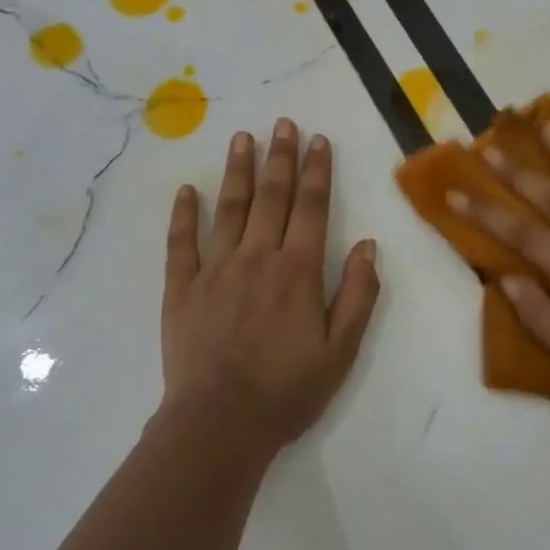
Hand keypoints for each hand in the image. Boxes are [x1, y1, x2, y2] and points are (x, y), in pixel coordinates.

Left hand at [161, 118, 380, 450]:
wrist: (219, 425)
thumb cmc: (287, 390)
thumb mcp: (341, 351)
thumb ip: (359, 295)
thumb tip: (368, 245)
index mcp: (298, 271)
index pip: (312, 208)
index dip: (317, 171)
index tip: (317, 140)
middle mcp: (257, 257)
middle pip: (271, 197)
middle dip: (280, 157)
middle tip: (282, 124)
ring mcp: (215, 269)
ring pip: (229, 208)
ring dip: (237, 170)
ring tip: (242, 137)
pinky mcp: (181, 288)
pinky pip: (181, 243)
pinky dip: (184, 214)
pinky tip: (187, 190)